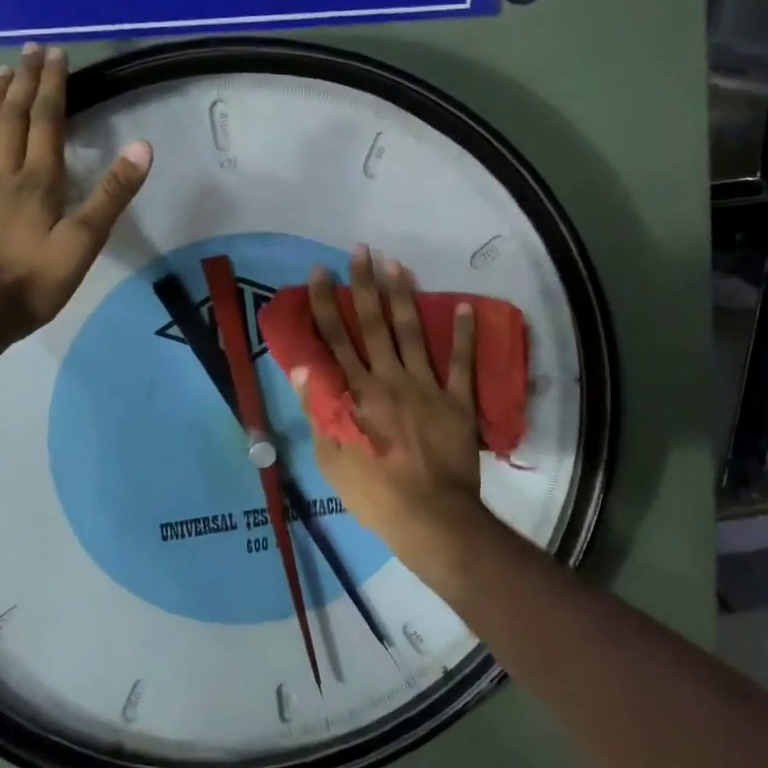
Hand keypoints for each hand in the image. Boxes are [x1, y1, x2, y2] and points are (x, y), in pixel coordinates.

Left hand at [0, 45, 151, 343]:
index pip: (45, 121)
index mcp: (36, 181)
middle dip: (22, 82)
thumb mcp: (85, 241)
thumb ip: (111, 194)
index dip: (52, 86)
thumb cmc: (34, 282)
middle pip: (10, 119)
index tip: (55, 54)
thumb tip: (141, 147)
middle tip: (28, 50)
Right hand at [292, 247, 481, 556]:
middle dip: (364, 285)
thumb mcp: (331, 457)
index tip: (320, 272)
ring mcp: (426, 387)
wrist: (429, 517)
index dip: (325, 304)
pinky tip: (464, 306)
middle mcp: (388, 379)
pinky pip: (461, 363)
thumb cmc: (373, 492)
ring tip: (397, 264)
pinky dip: (464, 335)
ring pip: (412, 333)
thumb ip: (318, 408)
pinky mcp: (456, 401)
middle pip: (373, 324)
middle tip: (361, 251)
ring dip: (404, 297)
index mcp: (356, 393)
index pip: (334, 339)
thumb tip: (302, 367)